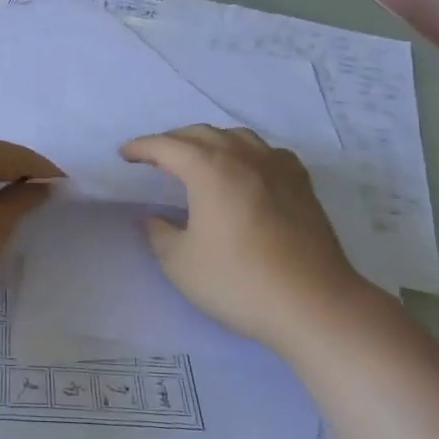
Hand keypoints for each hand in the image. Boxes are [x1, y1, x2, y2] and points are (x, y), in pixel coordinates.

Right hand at [122, 125, 359, 344]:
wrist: (314, 305)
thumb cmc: (239, 282)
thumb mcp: (180, 264)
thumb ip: (159, 233)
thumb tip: (154, 218)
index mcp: (209, 169)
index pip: (166, 146)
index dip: (141, 147)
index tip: (125, 155)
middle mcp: (243, 157)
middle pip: (201, 134)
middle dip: (173, 141)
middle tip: (155, 158)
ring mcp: (277, 167)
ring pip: (237, 137)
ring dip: (210, 141)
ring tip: (199, 159)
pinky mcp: (302, 185)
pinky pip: (267, 152)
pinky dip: (247, 153)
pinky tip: (247, 171)